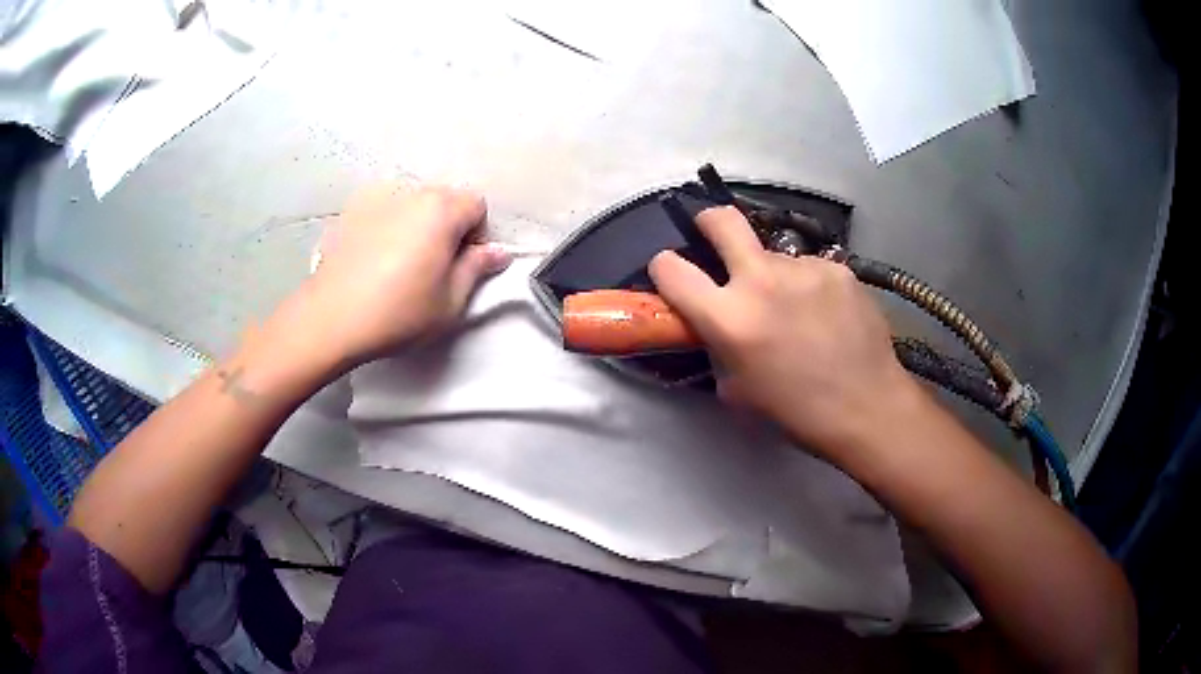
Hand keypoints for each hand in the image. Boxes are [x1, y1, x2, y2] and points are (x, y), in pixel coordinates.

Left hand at [277, 183, 511, 370]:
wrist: (331, 319)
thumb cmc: (398, 312)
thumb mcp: (450, 301)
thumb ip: (477, 269)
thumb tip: (498, 252)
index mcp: (441, 209)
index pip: (476, 205)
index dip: (476, 235)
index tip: (461, 266)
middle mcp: (410, 193)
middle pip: (444, 200)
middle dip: (448, 227)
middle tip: (433, 268)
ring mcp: (376, 199)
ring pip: (412, 205)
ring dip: (417, 226)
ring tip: (400, 264)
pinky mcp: (350, 212)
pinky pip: (383, 212)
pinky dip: (388, 227)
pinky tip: (374, 259)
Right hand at [648, 206, 917, 457]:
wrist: (867, 408)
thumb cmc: (796, 412)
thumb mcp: (737, 390)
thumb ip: (718, 348)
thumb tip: (715, 327)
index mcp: (729, 318)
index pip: (671, 269)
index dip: (664, 268)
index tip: (672, 273)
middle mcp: (762, 280)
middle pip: (722, 219)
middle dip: (709, 221)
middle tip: (713, 235)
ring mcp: (805, 268)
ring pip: (774, 256)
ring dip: (774, 275)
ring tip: (797, 311)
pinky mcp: (838, 268)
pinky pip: (809, 269)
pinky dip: (808, 286)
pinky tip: (827, 315)